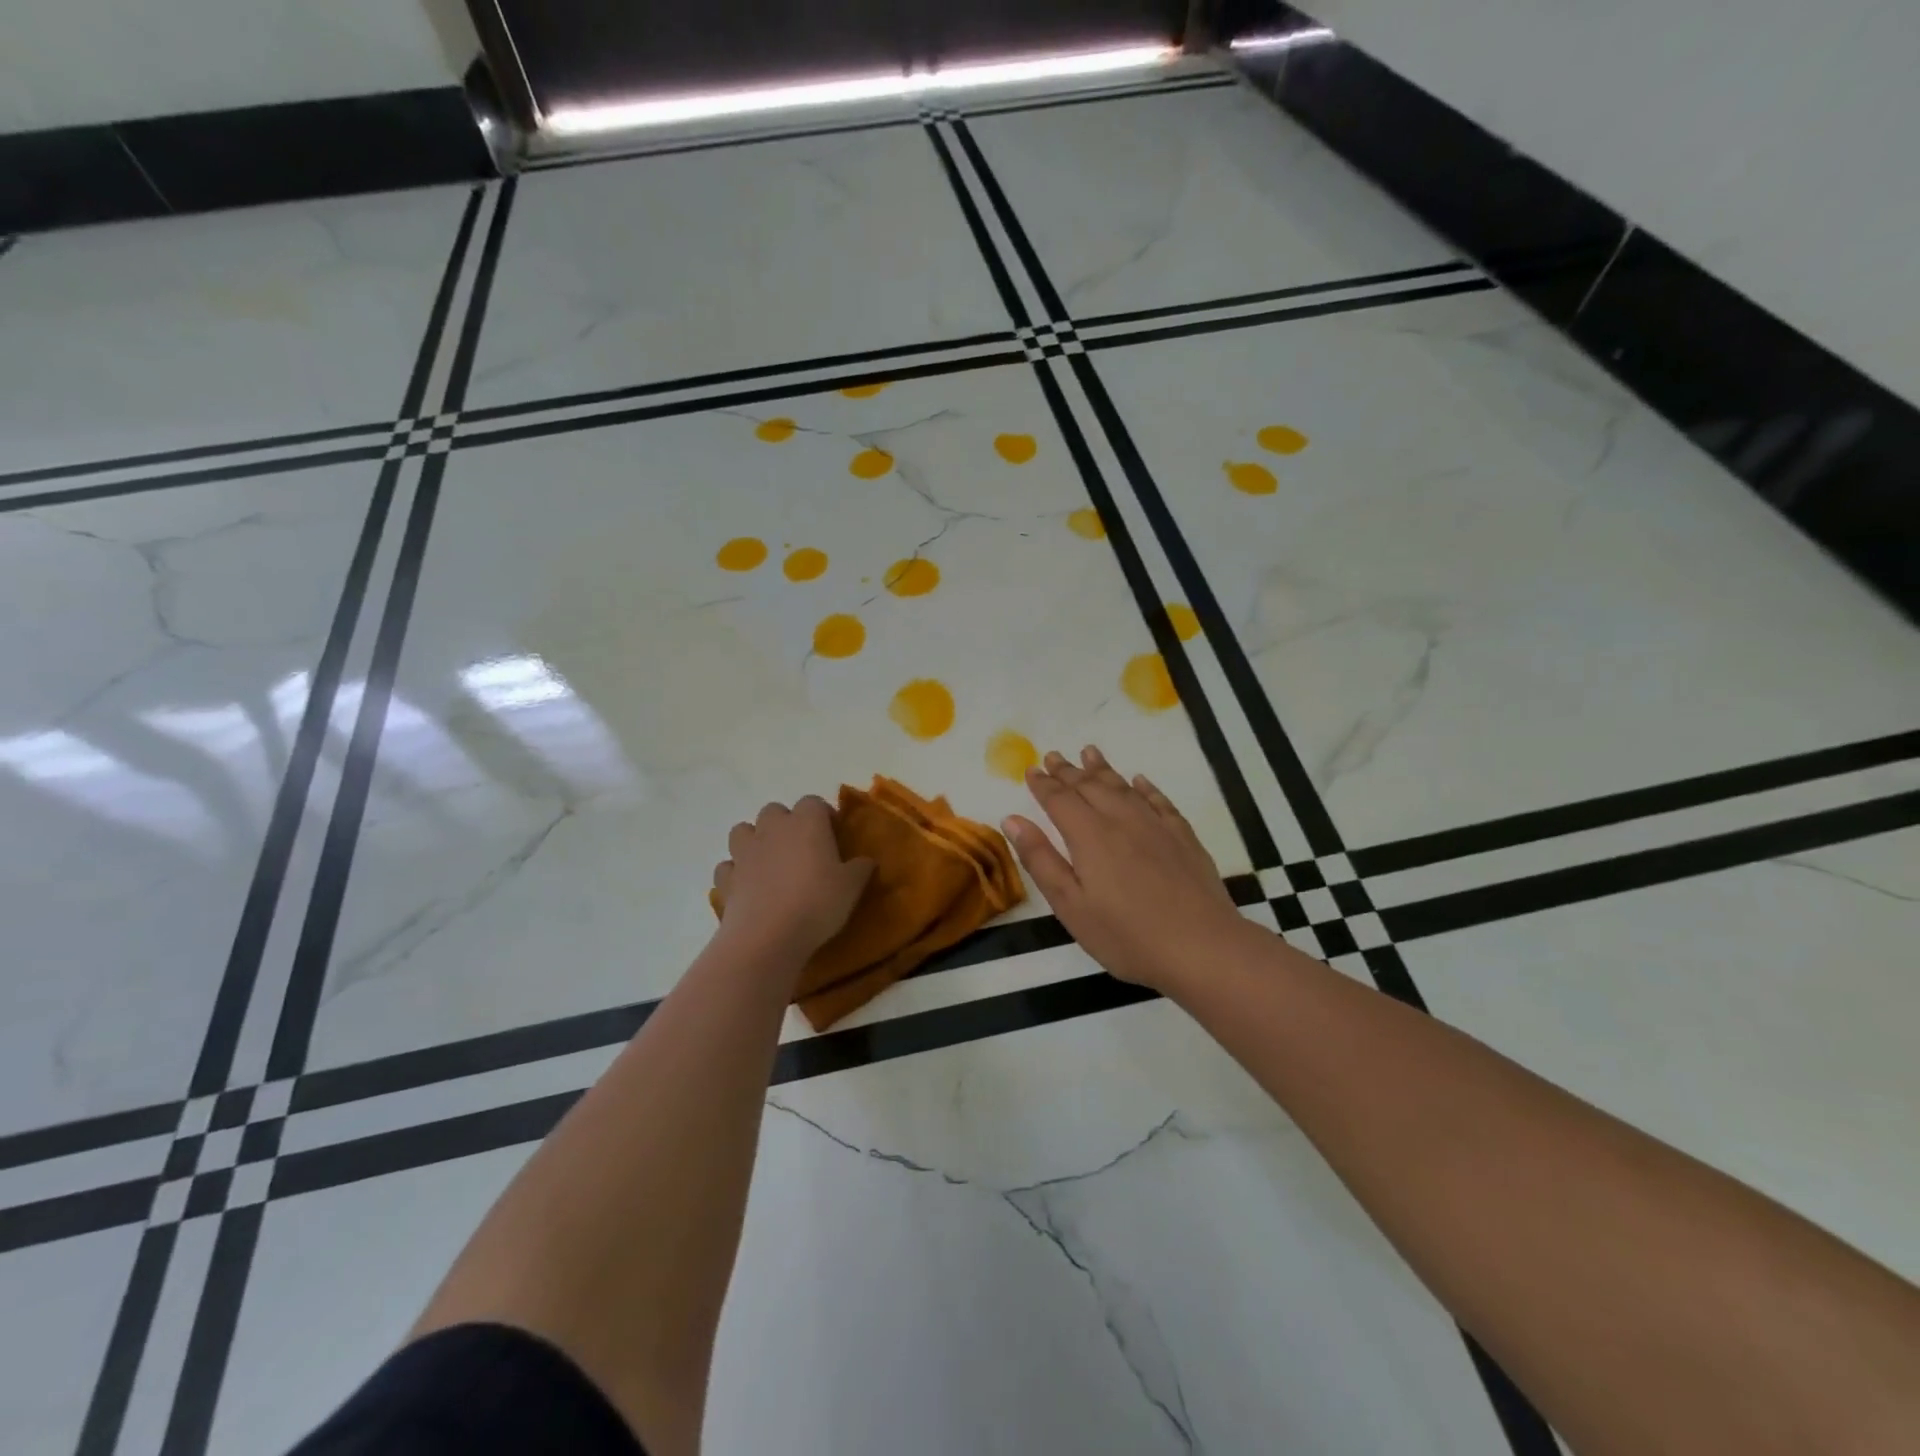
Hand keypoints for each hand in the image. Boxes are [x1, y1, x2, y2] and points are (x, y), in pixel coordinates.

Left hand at [712, 797, 873, 959]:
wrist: (767, 936)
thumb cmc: (817, 903)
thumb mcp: (852, 887)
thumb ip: (860, 868)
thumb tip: (866, 860)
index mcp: (806, 822)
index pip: (814, 802)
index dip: (823, 816)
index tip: (833, 835)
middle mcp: (772, 828)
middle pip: (775, 811)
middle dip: (786, 824)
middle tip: (802, 849)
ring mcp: (744, 852)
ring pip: (743, 831)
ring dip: (755, 841)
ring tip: (771, 863)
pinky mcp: (726, 878)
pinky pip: (729, 866)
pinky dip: (737, 872)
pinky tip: (749, 887)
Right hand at [1003, 746, 1245, 992]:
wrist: (1201, 947)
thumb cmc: (1126, 935)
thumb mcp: (1070, 905)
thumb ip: (1040, 859)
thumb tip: (1012, 819)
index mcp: (1089, 835)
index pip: (1059, 799)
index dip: (1043, 784)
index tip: (1031, 770)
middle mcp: (1121, 820)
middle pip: (1090, 786)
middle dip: (1068, 771)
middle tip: (1053, 755)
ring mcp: (1156, 826)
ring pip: (1123, 787)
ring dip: (1103, 769)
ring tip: (1090, 752)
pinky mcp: (1183, 837)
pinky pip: (1159, 801)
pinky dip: (1145, 787)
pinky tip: (1140, 781)